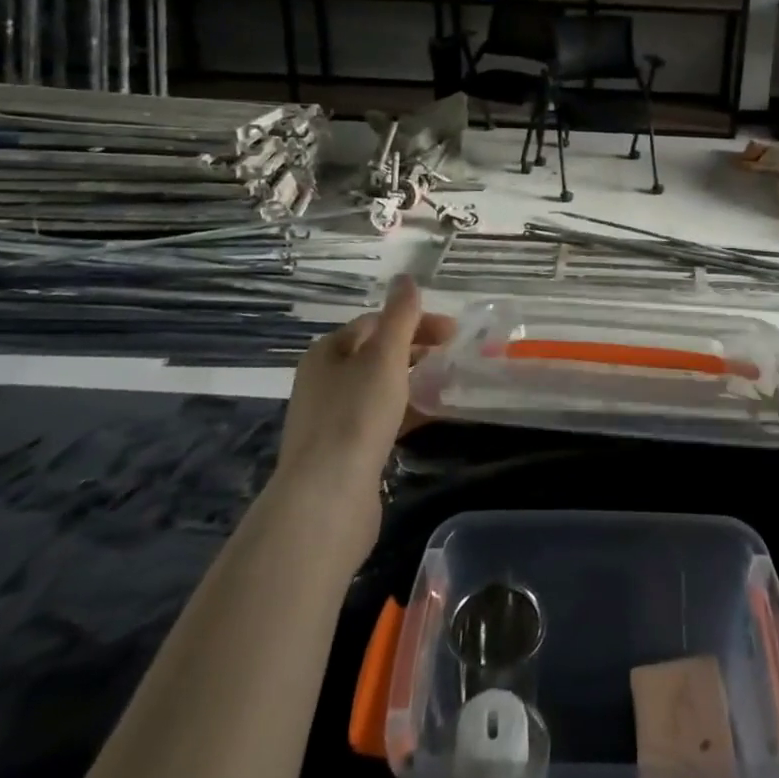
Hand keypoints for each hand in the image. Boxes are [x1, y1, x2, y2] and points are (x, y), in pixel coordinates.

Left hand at [274, 275, 455, 493]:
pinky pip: (381, 419)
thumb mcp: (384, 357)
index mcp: (328, 352)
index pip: (376, 322)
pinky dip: (406, 411)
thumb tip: (406, 278)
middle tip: (453, 356)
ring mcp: (332, 418)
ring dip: (413, 380)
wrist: (327, 499)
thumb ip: (400, 316)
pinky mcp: (345, 452)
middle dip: (416, 349)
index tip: (453, 333)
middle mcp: (324, 381)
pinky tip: (430, 417)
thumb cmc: (356, 416)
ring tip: (447, 384)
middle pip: (376, 353)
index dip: (415, 321)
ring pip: (380, 387)